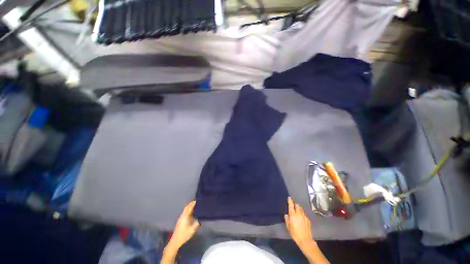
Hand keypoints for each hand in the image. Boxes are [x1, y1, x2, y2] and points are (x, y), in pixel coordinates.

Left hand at [168, 201, 199, 248]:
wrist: (175, 242)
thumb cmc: (184, 235)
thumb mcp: (192, 230)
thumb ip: (197, 223)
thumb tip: (201, 218)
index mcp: (185, 217)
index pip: (189, 208)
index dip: (193, 204)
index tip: (197, 200)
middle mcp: (182, 216)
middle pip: (186, 208)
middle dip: (191, 204)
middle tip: (196, 201)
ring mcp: (180, 219)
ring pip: (185, 210)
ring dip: (189, 207)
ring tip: (194, 205)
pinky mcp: (180, 221)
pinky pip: (184, 213)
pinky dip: (188, 210)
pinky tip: (191, 212)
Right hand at [284, 197, 315, 250]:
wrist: (305, 239)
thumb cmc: (294, 233)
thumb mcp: (288, 226)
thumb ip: (287, 219)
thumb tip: (287, 214)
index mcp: (293, 214)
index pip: (291, 205)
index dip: (290, 201)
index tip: (289, 197)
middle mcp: (299, 213)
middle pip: (297, 205)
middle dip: (295, 205)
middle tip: (293, 206)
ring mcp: (304, 216)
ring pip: (301, 209)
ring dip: (299, 209)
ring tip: (297, 211)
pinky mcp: (308, 220)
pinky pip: (304, 214)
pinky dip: (302, 214)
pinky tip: (301, 218)